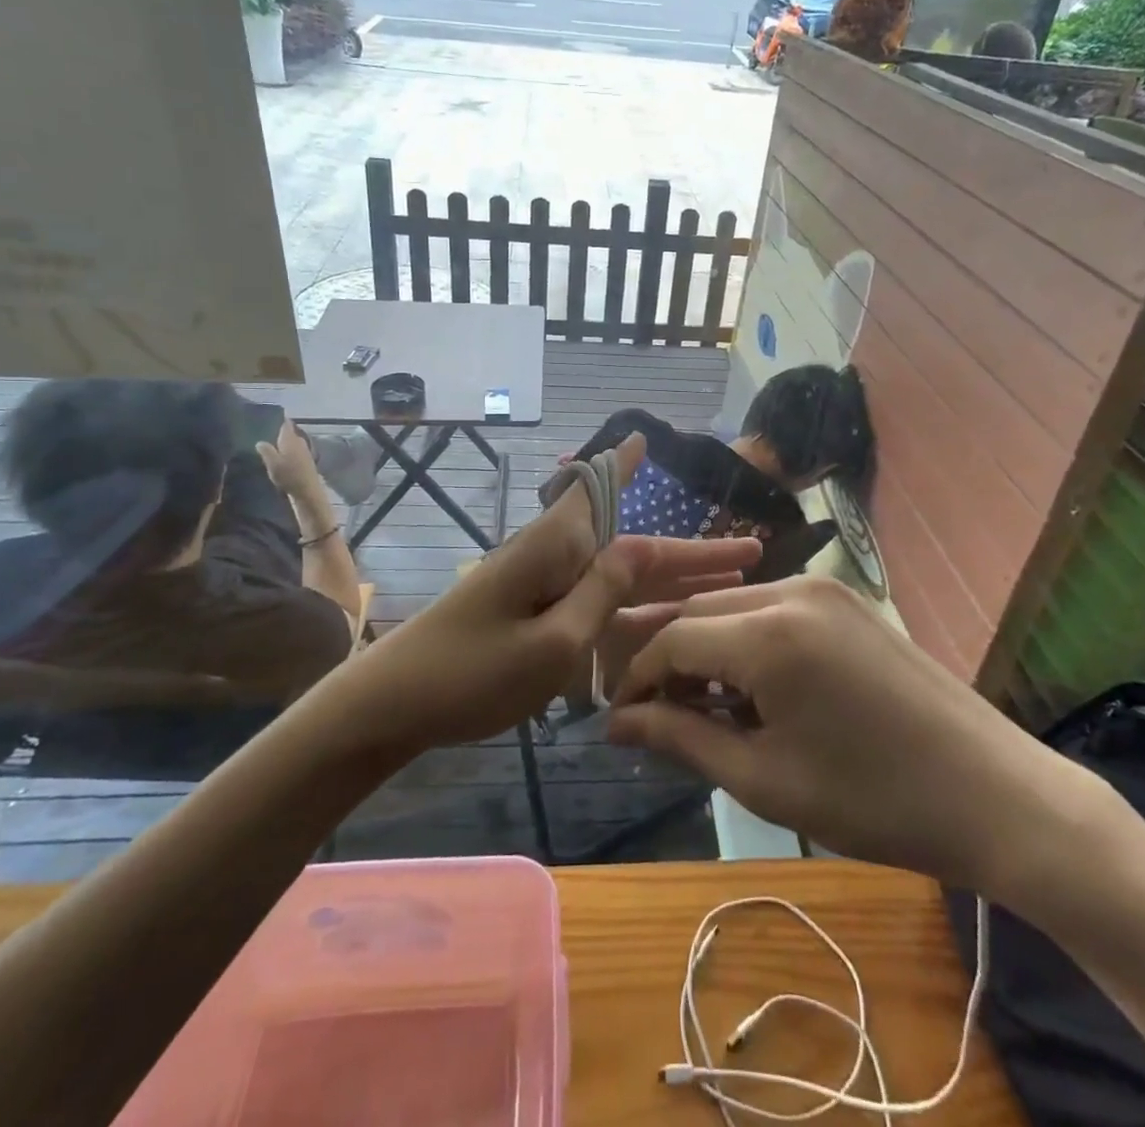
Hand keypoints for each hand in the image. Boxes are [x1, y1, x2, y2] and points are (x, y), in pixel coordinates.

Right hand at [255, 419, 325, 509]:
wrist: (307, 490)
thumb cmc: (289, 475)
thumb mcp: (272, 463)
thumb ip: (266, 450)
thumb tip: (260, 441)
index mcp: (291, 438)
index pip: (285, 423)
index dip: (278, 418)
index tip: (268, 416)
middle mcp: (299, 441)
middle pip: (288, 432)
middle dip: (277, 431)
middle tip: (263, 431)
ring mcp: (304, 451)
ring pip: (291, 442)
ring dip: (282, 443)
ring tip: (268, 444)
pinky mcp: (306, 461)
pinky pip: (294, 451)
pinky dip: (287, 451)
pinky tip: (279, 457)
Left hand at [354, 433, 761, 748]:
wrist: (393, 707)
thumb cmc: (470, 673)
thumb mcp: (550, 642)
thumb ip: (600, 595)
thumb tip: (639, 548)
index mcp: (556, 547)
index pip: (602, 493)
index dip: (628, 466)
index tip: (646, 436)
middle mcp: (555, 558)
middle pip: (633, 546)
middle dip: (691, 551)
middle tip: (751, 551)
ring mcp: (546, 590)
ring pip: (623, 578)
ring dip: (673, 581)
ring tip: (730, 586)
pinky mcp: (537, 618)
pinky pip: (601, 607)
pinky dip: (638, 610)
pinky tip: (668, 621)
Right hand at [607, 575, 1107, 901]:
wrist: (994, 793)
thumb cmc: (873, 800)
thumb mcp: (765, 778)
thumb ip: (681, 739)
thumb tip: (618, 724)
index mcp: (768, 631)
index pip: (673, 639)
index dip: (638, 679)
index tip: (620, 721)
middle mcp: (792, 590)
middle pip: (701, 611)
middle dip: (669, 660)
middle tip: (655, 717)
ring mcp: (825, 589)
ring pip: (736, 607)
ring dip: (707, 649)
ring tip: (702, 709)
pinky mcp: (847, 601)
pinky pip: (773, 610)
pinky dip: (747, 642)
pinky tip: (752, 689)